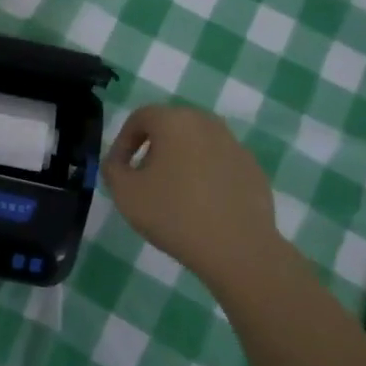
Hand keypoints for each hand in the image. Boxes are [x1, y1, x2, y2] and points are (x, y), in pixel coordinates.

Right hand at [103, 104, 284, 282]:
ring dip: (180, 161)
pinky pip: (219, 164)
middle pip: (171, 127)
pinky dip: (206, 176)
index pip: (140, 117)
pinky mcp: (252, 169)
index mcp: (175, 121)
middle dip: (152, 149)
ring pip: (197, 144)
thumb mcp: (125, 193)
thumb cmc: (174, 214)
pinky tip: (202, 206)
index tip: (119, 169)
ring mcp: (235, 145)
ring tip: (173, 194)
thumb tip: (117, 163)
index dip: (123, 141)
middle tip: (143, 179)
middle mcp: (207, 123)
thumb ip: (112, 170)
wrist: (237, 248)